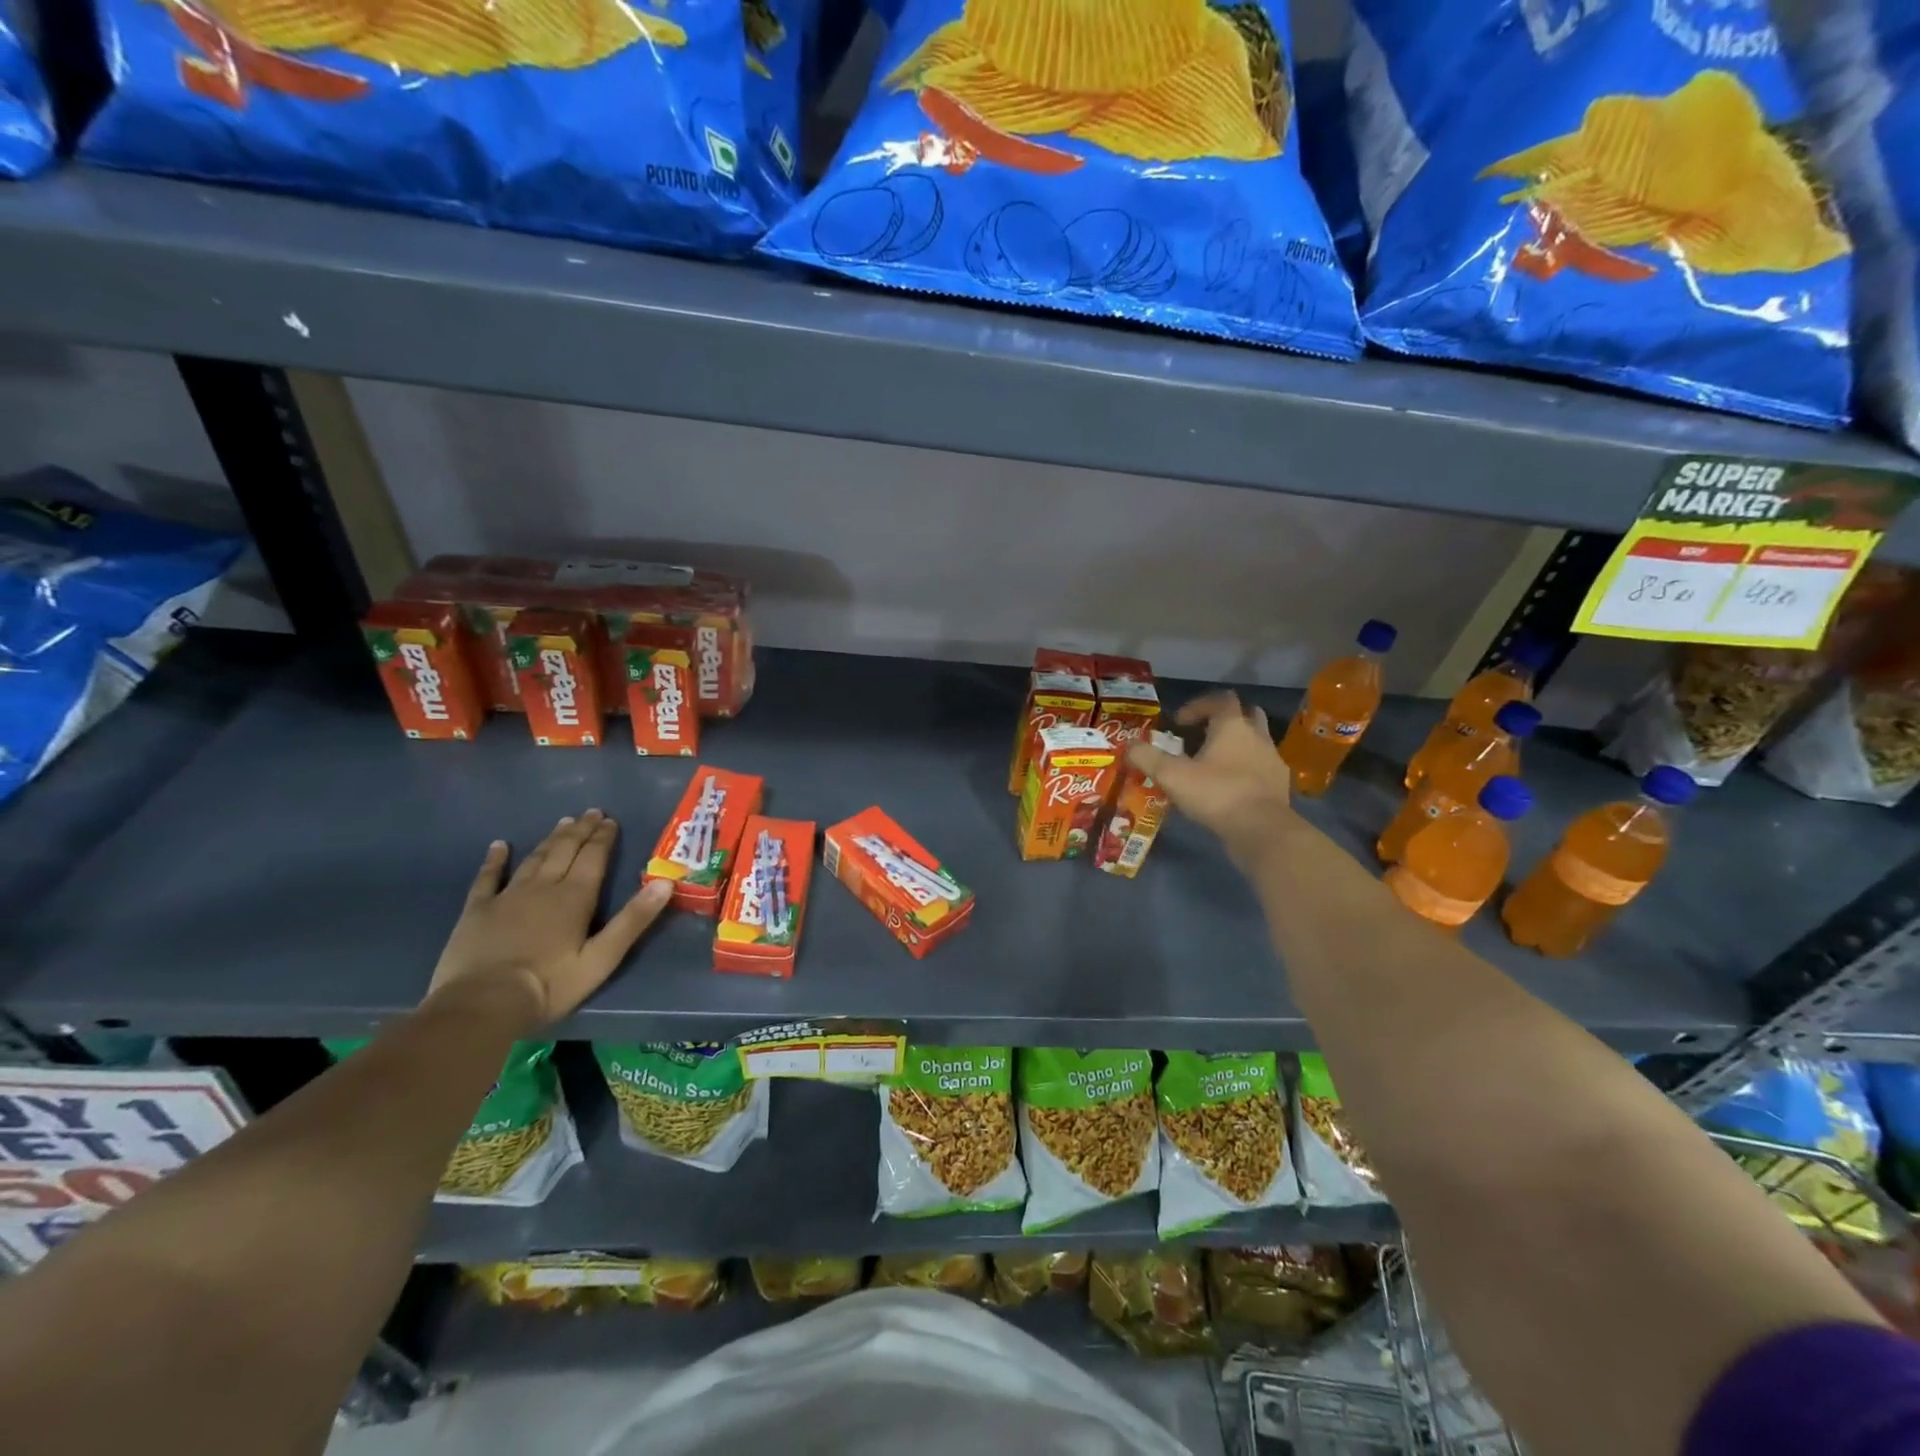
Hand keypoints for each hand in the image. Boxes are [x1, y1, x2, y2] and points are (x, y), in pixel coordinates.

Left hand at [423, 809, 672, 1032]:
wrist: (483, 1004)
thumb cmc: (550, 985)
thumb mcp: (602, 958)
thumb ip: (633, 919)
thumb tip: (665, 883)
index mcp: (575, 897)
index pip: (594, 857)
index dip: (603, 837)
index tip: (610, 820)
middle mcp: (544, 887)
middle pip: (565, 851)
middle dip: (581, 831)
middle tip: (591, 813)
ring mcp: (508, 896)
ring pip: (535, 858)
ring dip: (551, 839)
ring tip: (563, 823)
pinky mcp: (478, 910)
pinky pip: (488, 877)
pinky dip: (495, 860)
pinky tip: (499, 845)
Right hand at [1128, 692, 1299, 867]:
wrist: (1261, 829)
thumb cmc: (1216, 793)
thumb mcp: (1171, 775)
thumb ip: (1147, 757)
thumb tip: (1128, 746)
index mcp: (1232, 726)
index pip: (1220, 699)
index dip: (1197, 706)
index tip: (1178, 723)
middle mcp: (1257, 736)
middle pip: (1246, 714)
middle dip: (1224, 721)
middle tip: (1202, 736)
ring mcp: (1272, 760)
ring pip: (1256, 742)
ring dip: (1237, 746)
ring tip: (1214, 765)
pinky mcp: (1280, 785)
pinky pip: (1262, 768)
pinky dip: (1247, 771)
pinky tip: (1230, 789)